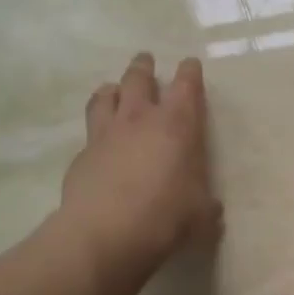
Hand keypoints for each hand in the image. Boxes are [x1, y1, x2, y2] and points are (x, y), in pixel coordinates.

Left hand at [60, 53, 221, 274]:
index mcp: (177, 126)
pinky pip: (90, 131)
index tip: (190, 64)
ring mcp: (105, 134)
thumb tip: (211, 209)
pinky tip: (99, 142)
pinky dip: (97, 129)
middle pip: (138, 78)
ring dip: (114, 89)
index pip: (186, 86)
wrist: (105, 234)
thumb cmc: (165, 217)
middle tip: (146, 60)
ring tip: (115, 89)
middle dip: (144, 67)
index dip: (190, 72)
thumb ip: (207, 207)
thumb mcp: (202, 216)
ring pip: (106, 96)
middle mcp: (139, 120)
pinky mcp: (82, 156)